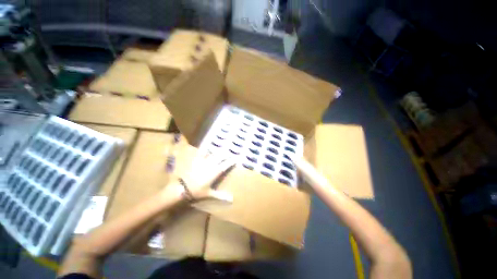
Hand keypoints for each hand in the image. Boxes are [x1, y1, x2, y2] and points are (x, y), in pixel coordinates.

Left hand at [166, 150, 234, 201]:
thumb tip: (232, 199)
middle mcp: (211, 164)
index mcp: (216, 171)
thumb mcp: (209, 193)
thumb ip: (221, 195)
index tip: (236, 159)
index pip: (226, 164)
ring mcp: (204, 161)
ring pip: (213, 154)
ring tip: (221, 151)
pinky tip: (207, 149)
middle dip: (226, 155)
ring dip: (218, 152)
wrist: (182, 188)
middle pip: (221, 156)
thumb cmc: (197, 191)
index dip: (231, 161)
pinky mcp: (197, 160)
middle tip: (229, 155)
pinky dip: (205, 150)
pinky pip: (202, 152)